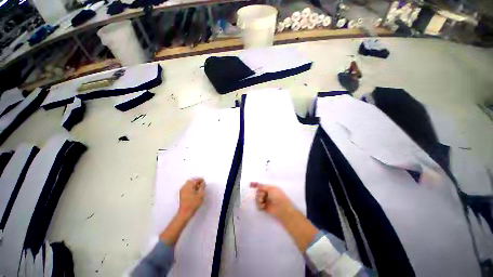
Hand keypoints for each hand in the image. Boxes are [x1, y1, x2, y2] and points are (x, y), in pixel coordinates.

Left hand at [178, 178, 205, 219]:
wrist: (185, 213)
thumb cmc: (193, 203)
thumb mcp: (201, 194)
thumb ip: (202, 186)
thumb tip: (203, 182)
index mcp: (189, 185)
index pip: (196, 179)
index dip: (201, 181)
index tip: (204, 184)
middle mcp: (184, 186)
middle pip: (191, 181)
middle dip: (197, 182)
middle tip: (202, 186)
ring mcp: (182, 190)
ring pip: (189, 184)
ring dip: (194, 185)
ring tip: (199, 190)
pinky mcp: (181, 195)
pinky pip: (187, 188)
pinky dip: (191, 188)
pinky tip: (194, 193)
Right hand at [251, 182, 317, 251]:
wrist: (282, 209)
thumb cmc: (278, 196)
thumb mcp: (271, 188)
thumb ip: (263, 186)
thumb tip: (257, 185)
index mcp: (270, 188)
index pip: (262, 186)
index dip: (257, 186)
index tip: (251, 185)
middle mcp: (267, 194)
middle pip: (258, 192)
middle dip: (259, 194)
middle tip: (262, 196)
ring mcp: (266, 201)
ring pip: (257, 199)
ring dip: (258, 200)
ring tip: (262, 202)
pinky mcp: (265, 208)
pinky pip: (258, 205)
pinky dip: (259, 205)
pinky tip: (263, 206)